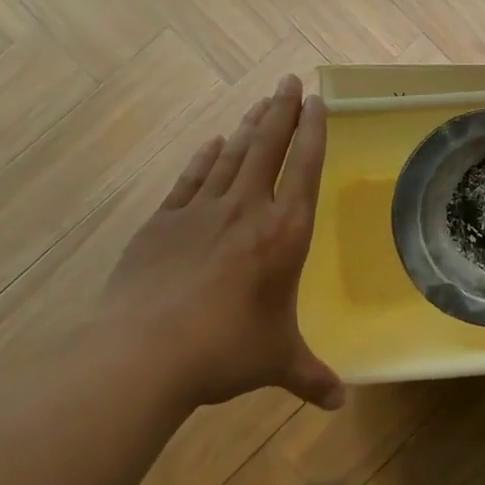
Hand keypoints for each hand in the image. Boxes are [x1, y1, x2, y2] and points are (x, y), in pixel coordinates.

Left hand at [98, 74, 343, 411]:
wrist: (144, 351)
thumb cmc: (225, 350)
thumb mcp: (276, 361)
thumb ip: (310, 377)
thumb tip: (340, 403)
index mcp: (284, 234)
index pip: (305, 169)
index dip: (313, 132)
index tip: (316, 100)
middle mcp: (247, 210)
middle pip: (268, 147)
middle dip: (281, 111)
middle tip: (288, 82)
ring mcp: (201, 211)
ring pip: (232, 155)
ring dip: (248, 126)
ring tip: (261, 102)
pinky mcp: (164, 221)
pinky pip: (191, 178)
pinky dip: (204, 156)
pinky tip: (213, 142)